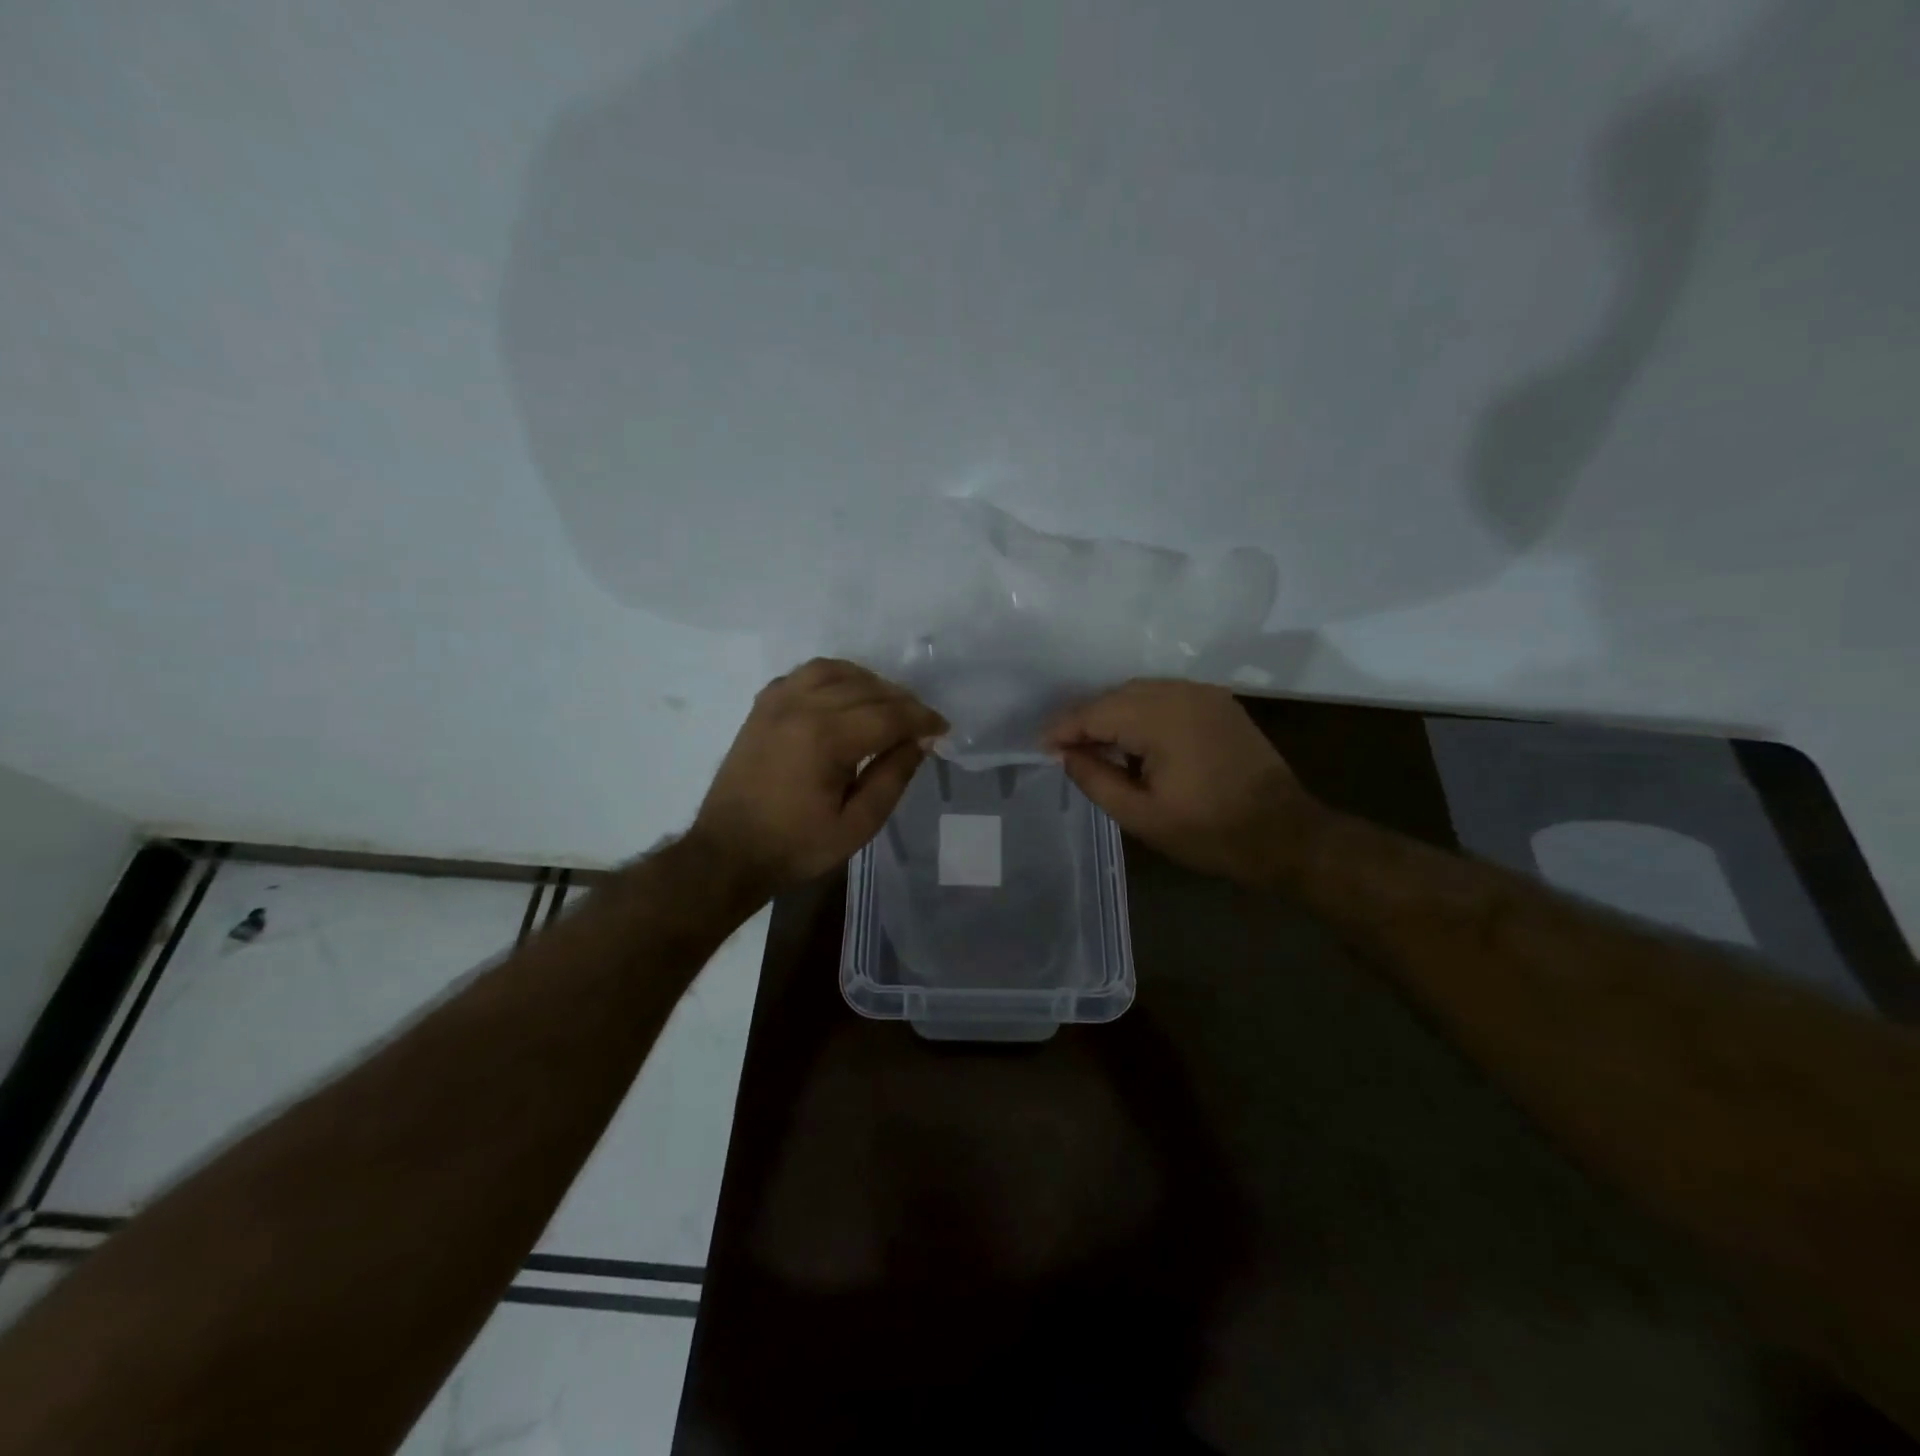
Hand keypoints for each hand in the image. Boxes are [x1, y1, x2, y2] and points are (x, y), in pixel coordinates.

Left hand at [691, 659, 947, 894]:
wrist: (730, 852)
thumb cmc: (797, 845)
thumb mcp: (857, 825)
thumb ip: (893, 777)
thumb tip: (919, 741)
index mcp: (825, 738)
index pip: (888, 714)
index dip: (921, 719)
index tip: (942, 729)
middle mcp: (801, 707)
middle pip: (866, 688)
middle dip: (901, 701)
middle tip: (920, 723)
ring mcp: (777, 701)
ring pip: (834, 670)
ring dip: (868, 682)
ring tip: (886, 705)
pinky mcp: (762, 706)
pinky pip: (804, 674)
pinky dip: (832, 678)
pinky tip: (843, 698)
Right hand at [1043, 680, 1315, 883]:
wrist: (1285, 833)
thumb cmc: (1208, 832)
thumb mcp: (1141, 815)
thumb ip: (1095, 779)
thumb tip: (1064, 754)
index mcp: (1160, 718)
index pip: (1095, 712)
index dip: (1063, 729)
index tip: (1040, 748)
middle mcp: (1180, 693)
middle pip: (1116, 695)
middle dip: (1086, 720)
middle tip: (1064, 751)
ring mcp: (1203, 694)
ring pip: (1140, 692)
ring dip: (1113, 714)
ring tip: (1095, 747)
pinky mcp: (1218, 703)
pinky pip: (1165, 697)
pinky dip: (1141, 712)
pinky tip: (1134, 739)